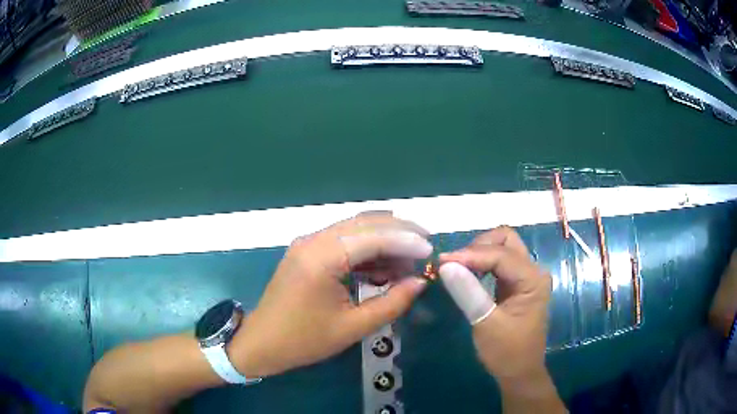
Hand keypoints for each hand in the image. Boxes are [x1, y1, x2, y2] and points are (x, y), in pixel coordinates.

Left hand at [231, 212, 431, 377]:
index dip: (406, 241)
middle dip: (399, 231)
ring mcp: (308, 243)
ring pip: (355, 228)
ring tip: (409, 259)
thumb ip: (391, 303)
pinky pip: (343, 241)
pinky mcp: (307, 251)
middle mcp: (313, 240)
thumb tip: (420, 282)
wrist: (261, 343)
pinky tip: (384, 266)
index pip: (373, 237)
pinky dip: (367, 249)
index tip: (431, 250)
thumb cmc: (304, 340)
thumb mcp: (352, 327)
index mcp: (321, 258)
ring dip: (384, 239)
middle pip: (365, 223)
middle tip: (426, 244)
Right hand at [438, 226, 551, 381]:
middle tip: (454, 263)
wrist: (519, 373)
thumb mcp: (486, 324)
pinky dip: (481, 264)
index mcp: (532, 279)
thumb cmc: (507, 352)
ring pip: (502, 248)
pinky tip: (467, 275)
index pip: (500, 254)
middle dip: (478, 246)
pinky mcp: (517, 285)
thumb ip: (468, 292)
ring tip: (456, 269)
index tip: (441, 262)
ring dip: (479, 253)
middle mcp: (533, 272)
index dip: (470, 254)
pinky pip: (499, 263)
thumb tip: (446, 265)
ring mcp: (526, 277)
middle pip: (506, 240)